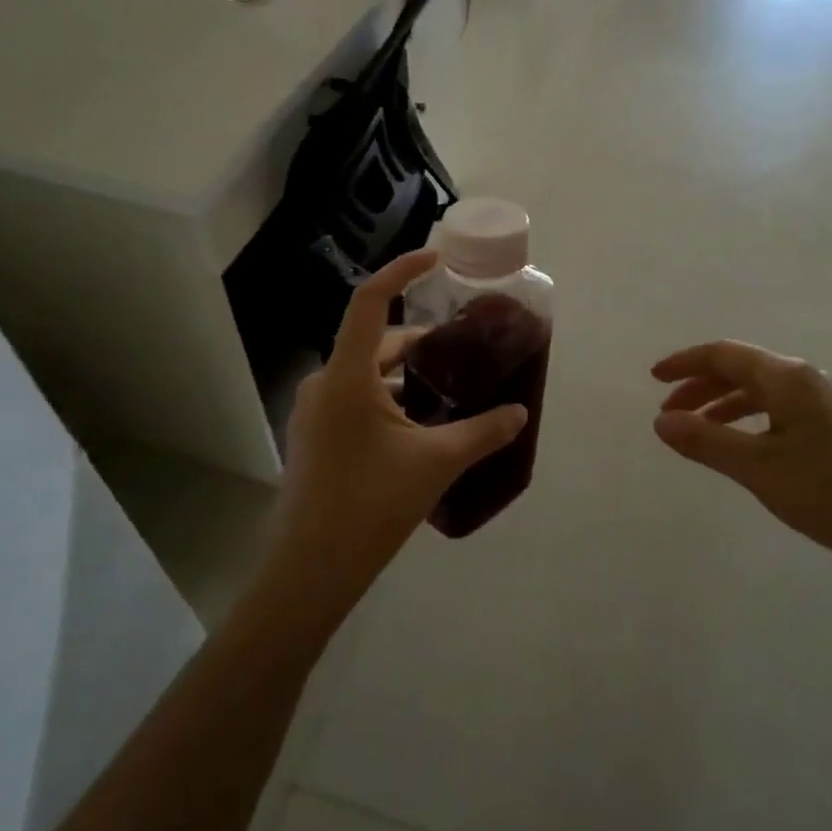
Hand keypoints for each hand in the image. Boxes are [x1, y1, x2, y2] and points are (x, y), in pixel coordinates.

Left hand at [267, 250, 527, 618]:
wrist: (310, 571)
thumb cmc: (371, 505)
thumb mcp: (436, 463)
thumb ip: (483, 432)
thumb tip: (520, 413)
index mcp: (347, 377)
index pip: (371, 301)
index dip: (402, 271)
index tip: (435, 258)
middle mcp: (325, 384)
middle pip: (374, 341)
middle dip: (419, 340)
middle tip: (462, 347)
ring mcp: (315, 412)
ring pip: (366, 374)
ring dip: (405, 374)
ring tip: (448, 388)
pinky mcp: (315, 437)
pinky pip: (356, 399)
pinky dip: (389, 398)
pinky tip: (420, 425)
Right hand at [651, 341, 831, 574]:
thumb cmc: (830, 492)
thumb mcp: (758, 469)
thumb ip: (706, 442)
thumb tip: (660, 422)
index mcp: (787, 378)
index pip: (725, 355)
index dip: (685, 363)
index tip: (653, 378)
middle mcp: (807, 379)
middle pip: (743, 369)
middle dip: (701, 386)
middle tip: (669, 412)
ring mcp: (826, 401)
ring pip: (762, 391)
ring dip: (724, 404)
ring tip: (697, 430)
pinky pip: (780, 408)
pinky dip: (749, 419)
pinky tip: (742, 444)